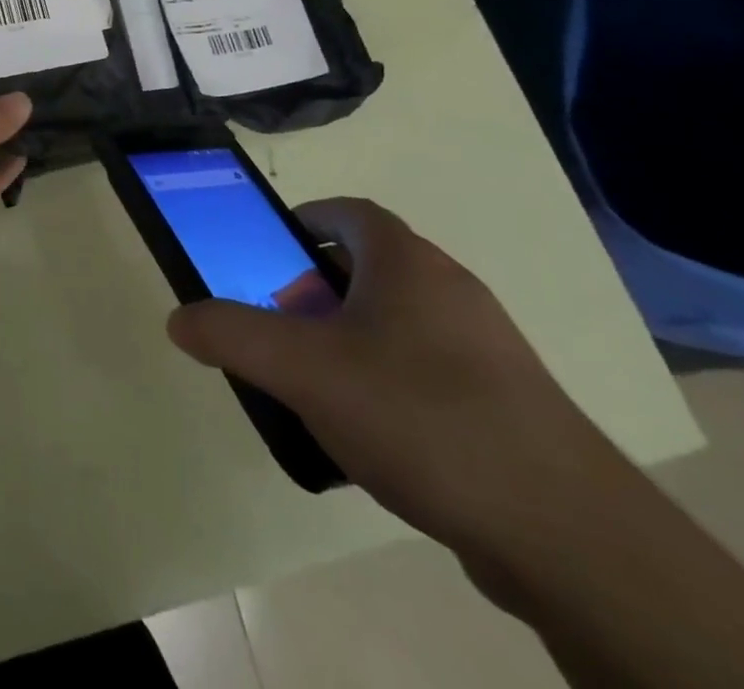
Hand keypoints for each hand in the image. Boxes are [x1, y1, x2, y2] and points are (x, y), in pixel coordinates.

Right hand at [167, 197, 629, 558]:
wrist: (564, 532)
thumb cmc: (419, 415)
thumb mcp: (302, 369)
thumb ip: (231, 334)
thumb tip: (179, 318)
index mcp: (406, 261)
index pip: (347, 212)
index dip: (303, 222)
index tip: (268, 253)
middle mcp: (450, 288)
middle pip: (368, 267)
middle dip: (315, 290)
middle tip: (281, 329)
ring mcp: (487, 347)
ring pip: (398, 322)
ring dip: (350, 340)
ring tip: (317, 388)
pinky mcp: (508, 404)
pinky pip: (428, 371)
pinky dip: (389, 384)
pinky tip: (373, 439)